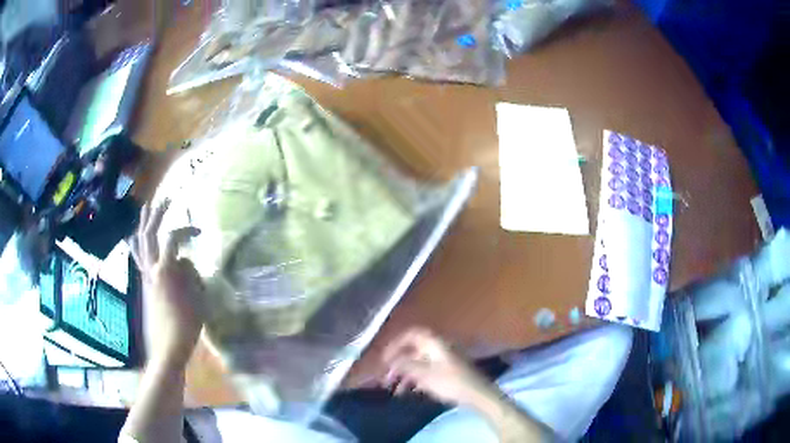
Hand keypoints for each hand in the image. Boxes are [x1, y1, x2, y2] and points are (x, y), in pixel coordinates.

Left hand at [131, 200, 202, 368]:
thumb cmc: (186, 325)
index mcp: (165, 271)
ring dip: (143, 224)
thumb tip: (184, 262)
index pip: (172, 238)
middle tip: (164, 199)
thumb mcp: (197, 298)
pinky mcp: (143, 284)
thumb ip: (191, 274)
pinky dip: (136, 243)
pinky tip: (135, 238)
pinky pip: (136, 257)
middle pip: (149, 233)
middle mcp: (151, 269)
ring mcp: (145, 276)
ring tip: (146, 210)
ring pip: (139, 243)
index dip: (185, 230)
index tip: (198, 233)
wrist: (168, 347)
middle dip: (156, 214)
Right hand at [381, 328, 497, 407]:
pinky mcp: (448, 371)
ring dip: (405, 374)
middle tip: (386, 378)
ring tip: (396, 391)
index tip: (384, 358)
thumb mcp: (423, 374)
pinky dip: (416, 379)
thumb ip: (405, 365)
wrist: (476, 394)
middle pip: (413, 350)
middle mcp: (438, 347)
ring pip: (419, 363)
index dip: (395, 344)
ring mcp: (444, 359)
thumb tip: (391, 360)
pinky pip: (427, 371)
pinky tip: (410, 391)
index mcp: (434, 343)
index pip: (410, 334)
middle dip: (398, 364)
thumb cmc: (449, 382)